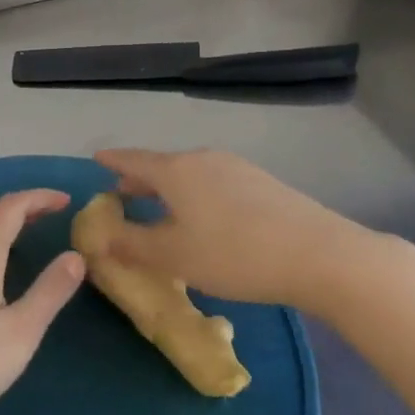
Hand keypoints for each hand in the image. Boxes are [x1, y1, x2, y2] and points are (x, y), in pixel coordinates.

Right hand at [92, 148, 391, 307]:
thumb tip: (99, 238)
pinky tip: (204, 217)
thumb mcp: (174, 256)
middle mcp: (202, 159)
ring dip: (168, 188)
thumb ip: (132, 245)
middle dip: (139, 180)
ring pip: (189, 173)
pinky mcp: (261, 182)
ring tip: (161, 207)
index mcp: (176, 170)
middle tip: (121, 193)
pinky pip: (213, 182)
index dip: (112, 161)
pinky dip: (195, 193)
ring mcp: (235, 167)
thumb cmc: (234, 254)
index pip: (133, 160)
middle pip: (162, 165)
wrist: (318, 253)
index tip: (96, 158)